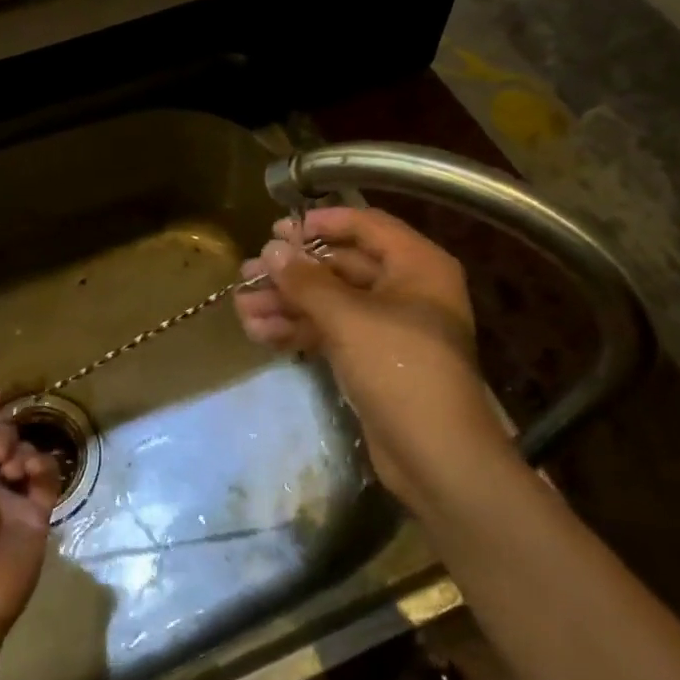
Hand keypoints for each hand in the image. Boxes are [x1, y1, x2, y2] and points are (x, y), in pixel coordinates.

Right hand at [235, 207, 514, 513]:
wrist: (437, 457)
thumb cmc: (400, 370)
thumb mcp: (349, 318)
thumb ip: (307, 281)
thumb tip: (272, 249)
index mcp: (417, 266)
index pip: (367, 225)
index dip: (322, 222)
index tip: (279, 229)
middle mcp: (406, 289)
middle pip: (341, 266)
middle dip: (292, 272)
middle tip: (248, 272)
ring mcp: (389, 327)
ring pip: (330, 302)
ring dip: (287, 303)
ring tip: (242, 307)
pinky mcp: (372, 359)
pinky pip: (331, 332)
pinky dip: (298, 330)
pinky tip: (259, 332)